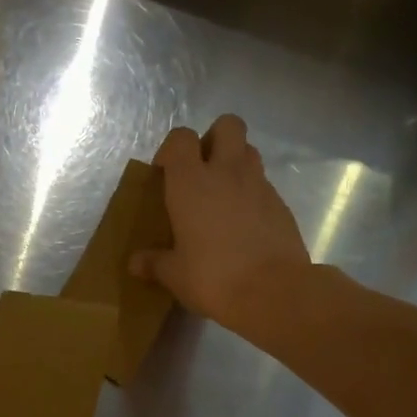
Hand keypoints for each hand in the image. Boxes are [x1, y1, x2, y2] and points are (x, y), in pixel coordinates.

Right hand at [130, 115, 310, 330]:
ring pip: (250, 151)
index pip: (181, 138)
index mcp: (191, 182)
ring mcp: (259, 185)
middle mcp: (227, 172)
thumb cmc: (213, 277)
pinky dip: (253, 194)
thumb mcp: (175, 275)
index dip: (172, 149)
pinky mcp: (281, 204)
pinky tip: (245, 225)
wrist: (273, 292)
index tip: (165, 173)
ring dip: (236, 163)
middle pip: (227, 125)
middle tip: (202, 171)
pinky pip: (264, 185)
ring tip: (223, 196)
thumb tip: (135, 264)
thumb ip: (154, 263)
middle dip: (214, 139)